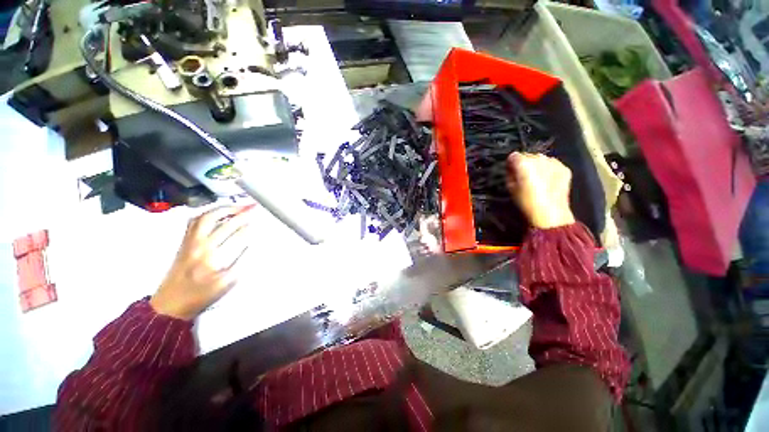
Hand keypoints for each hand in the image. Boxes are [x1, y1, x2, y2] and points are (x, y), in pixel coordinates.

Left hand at [150, 206, 254, 320]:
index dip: (248, 226)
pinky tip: (217, 213)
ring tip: (238, 207)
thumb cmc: (200, 296)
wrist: (171, 304)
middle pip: (220, 221)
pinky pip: (194, 221)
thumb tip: (251, 245)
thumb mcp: (226, 284)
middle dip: (239, 213)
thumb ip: (241, 263)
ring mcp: (189, 242)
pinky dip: (208, 213)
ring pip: (205, 218)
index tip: (258, 219)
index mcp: (211, 257)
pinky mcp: (184, 242)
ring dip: (223, 209)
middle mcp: (199, 245)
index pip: (234, 235)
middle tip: (252, 208)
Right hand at [506, 153, 574, 228]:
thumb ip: (510, 175)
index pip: (513, 156)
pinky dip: (549, 170)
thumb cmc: (526, 202)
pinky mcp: (564, 168)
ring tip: (537, 179)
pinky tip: (548, 181)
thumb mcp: (510, 188)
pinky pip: (553, 165)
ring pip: (541, 159)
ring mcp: (554, 162)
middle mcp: (539, 158)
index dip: (511, 163)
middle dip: (525, 164)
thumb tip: (512, 169)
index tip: (511, 172)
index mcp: (523, 163)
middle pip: (528, 156)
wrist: (550, 213)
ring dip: (538, 166)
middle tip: (524, 177)